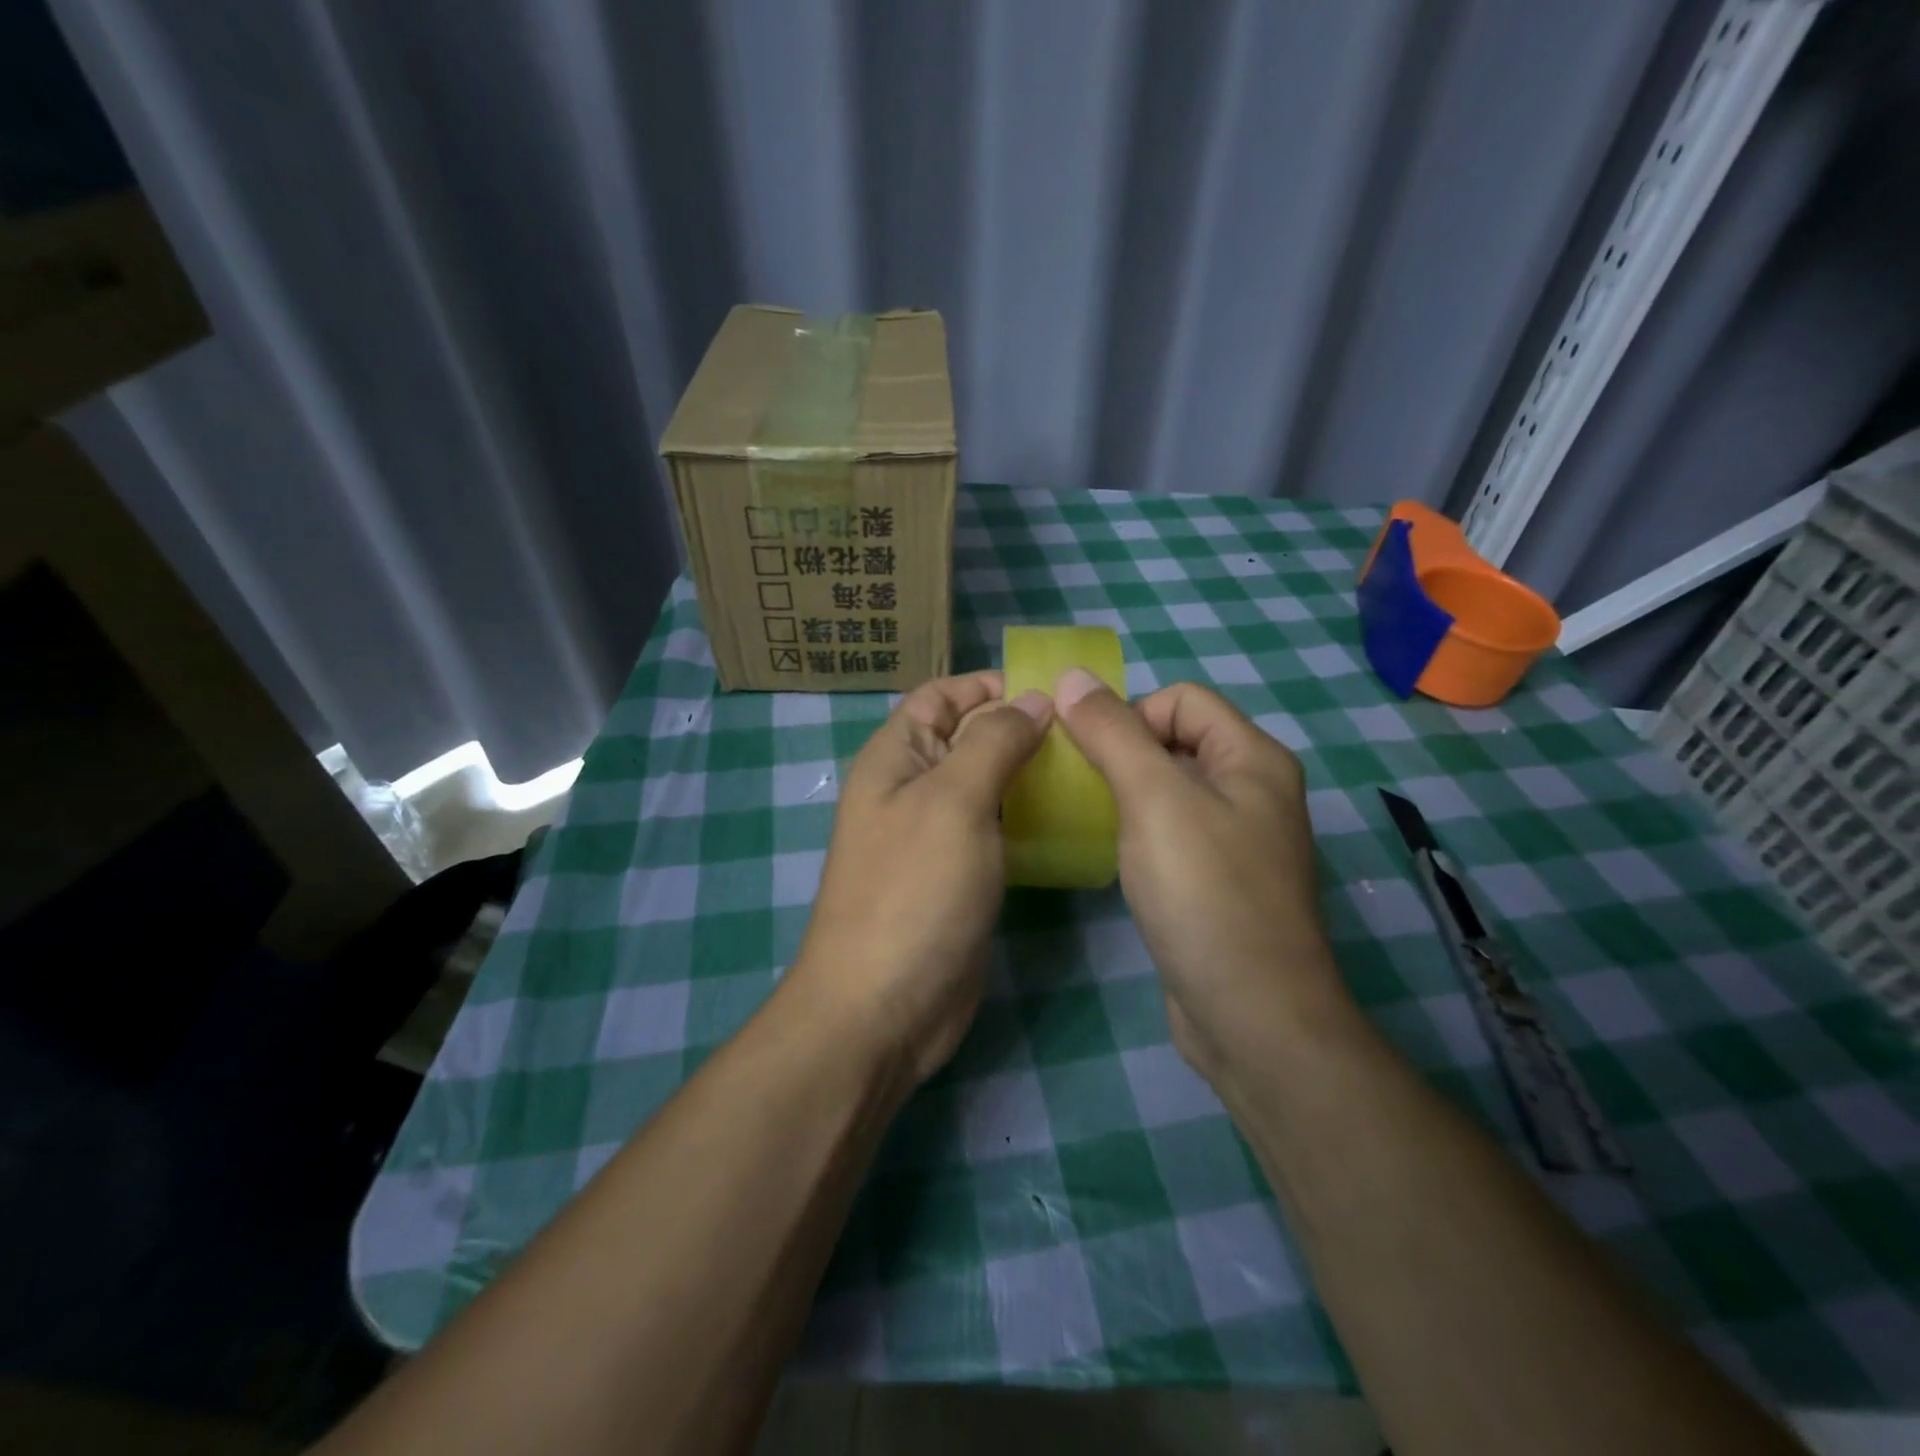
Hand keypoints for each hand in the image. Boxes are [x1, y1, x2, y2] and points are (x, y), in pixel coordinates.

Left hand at [790, 671, 1050, 1084]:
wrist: (884, 1007)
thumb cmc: (914, 890)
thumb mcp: (953, 801)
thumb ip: (992, 742)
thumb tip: (1031, 701)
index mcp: (896, 758)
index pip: (940, 696)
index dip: (988, 685)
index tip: (1051, 691)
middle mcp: (911, 789)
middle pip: (967, 738)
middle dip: (1019, 727)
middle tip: (1086, 733)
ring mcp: (935, 837)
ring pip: (986, 785)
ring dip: (1029, 774)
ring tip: (1089, 769)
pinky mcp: (959, 877)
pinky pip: (995, 830)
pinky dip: (1027, 818)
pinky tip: (1071, 819)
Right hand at [1053, 672, 1350, 1078]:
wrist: (1250, 1014)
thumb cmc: (1204, 893)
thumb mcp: (1153, 799)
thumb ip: (1112, 733)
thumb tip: (1072, 676)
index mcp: (1253, 758)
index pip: (1182, 699)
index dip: (1130, 713)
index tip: (1089, 755)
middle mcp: (1253, 790)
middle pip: (1175, 741)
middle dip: (1122, 751)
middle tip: (1076, 784)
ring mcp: (1238, 840)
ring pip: (1169, 789)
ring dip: (1124, 792)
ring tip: (1084, 816)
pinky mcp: (1217, 881)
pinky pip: (1171, 832)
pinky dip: (1137, 830)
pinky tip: (1110, 854)